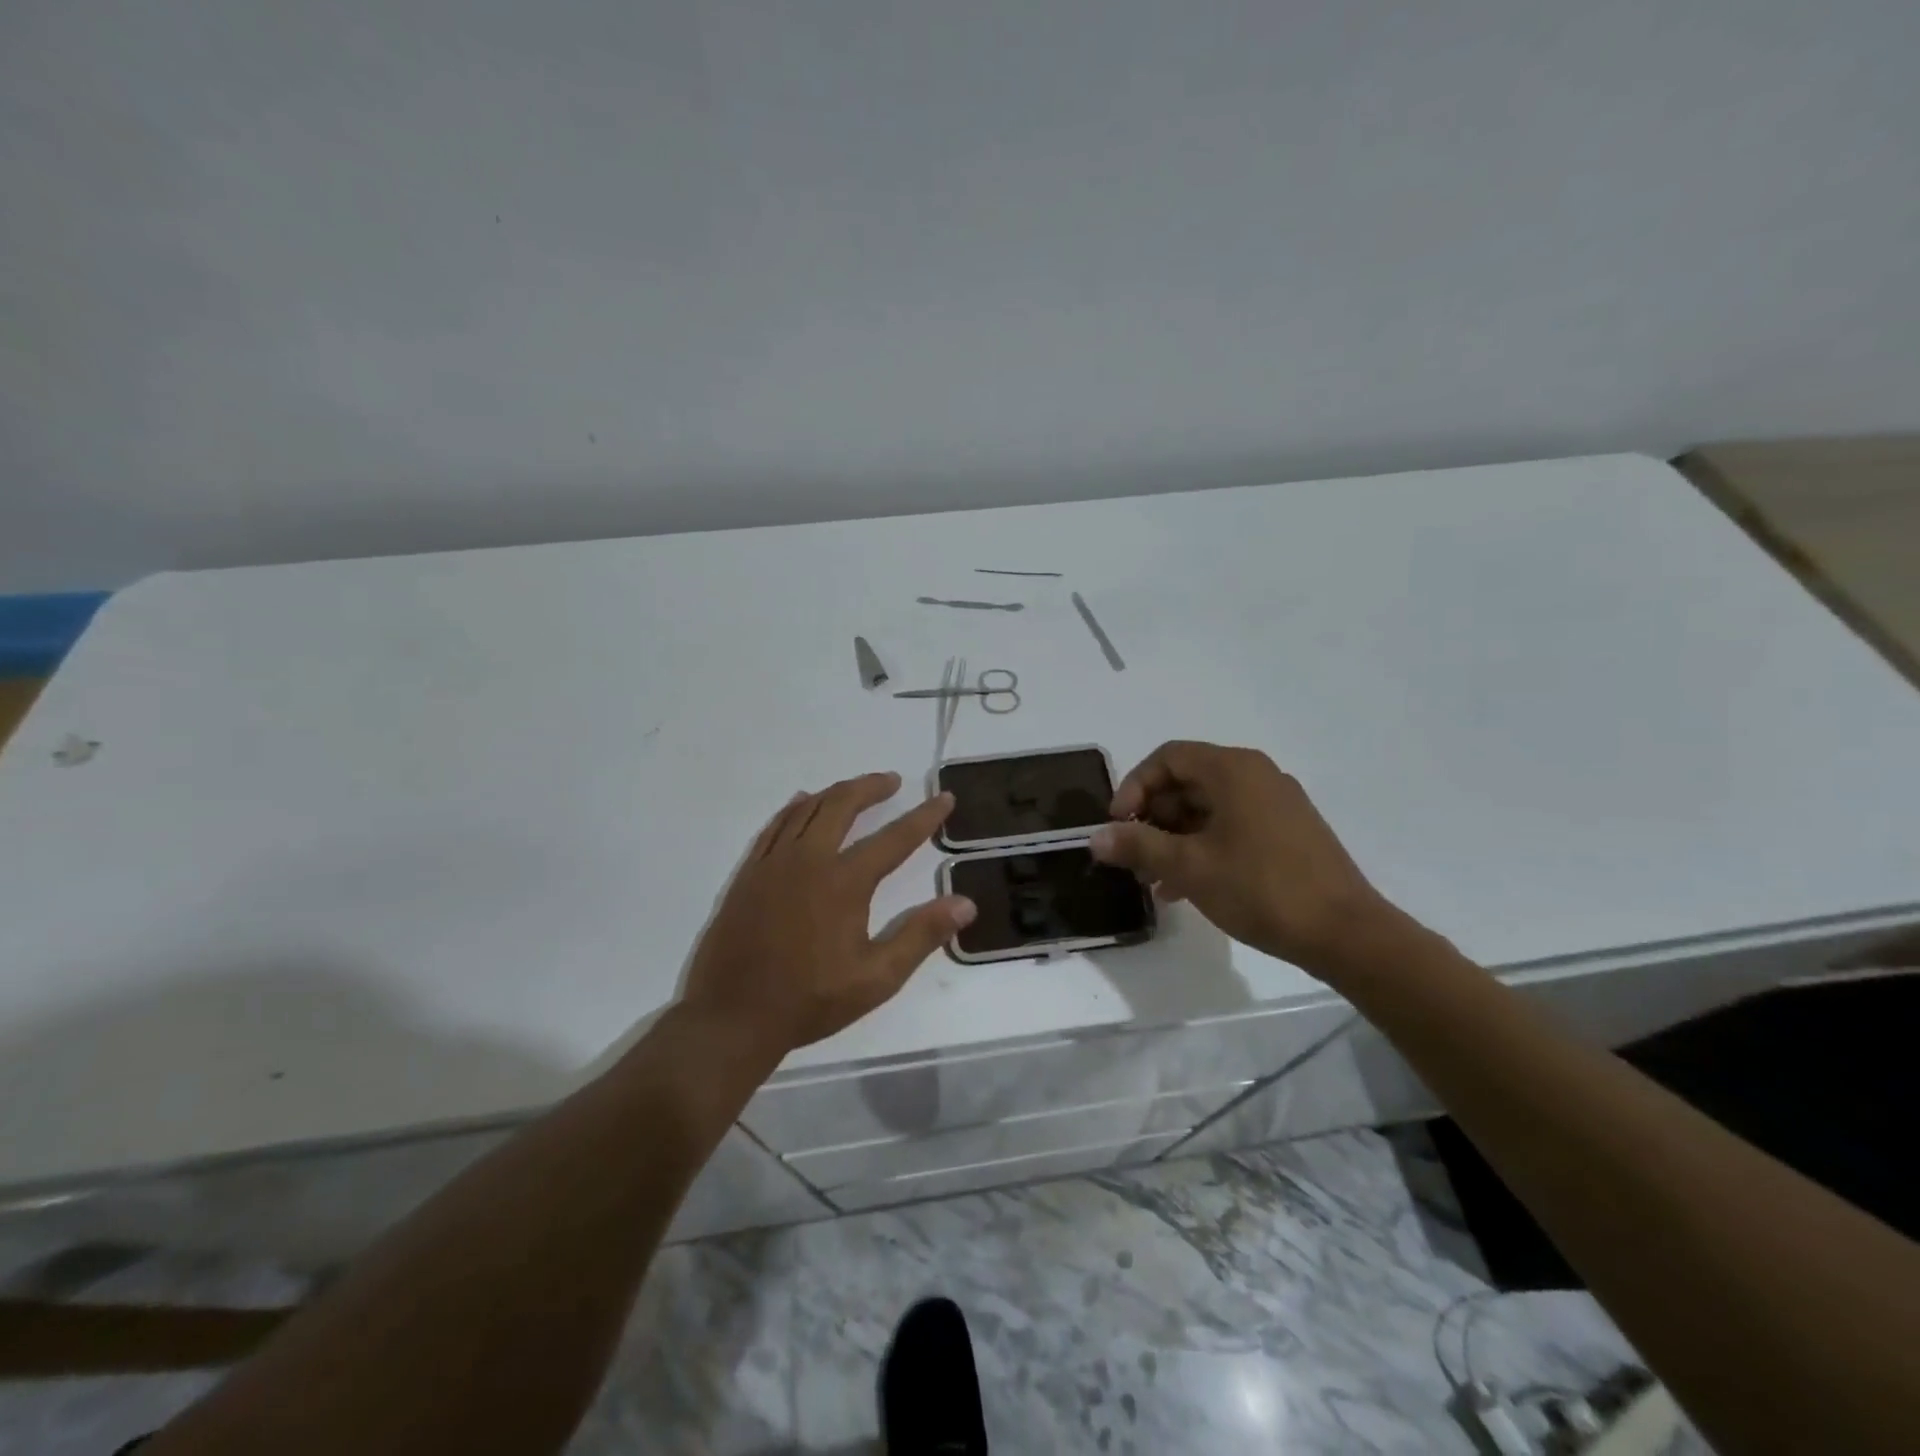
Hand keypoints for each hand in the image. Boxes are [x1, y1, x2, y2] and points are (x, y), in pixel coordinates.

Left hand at [679, 772, 975, 1057]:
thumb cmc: (811, 1000)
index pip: (894, 838)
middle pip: (842, 805)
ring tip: (856, 790)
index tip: (943, 797)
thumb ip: (921, 935)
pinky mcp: (749, 873)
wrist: (733, 1016)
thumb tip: (965, 903)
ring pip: (807, 808)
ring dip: (835, 792)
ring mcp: (773, 862)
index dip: (923, 817)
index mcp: (844, 882)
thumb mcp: (877, 978)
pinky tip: (802, 803)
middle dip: (871, 787)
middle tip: (893, 781)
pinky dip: (795, 808)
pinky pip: (775, 825)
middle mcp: (809, 859)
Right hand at [1090, 741, 1400, 977]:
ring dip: (1173, 839)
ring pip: (1207, 809)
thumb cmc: (1261, 888)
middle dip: (1151, 819)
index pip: (1167, 758)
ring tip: (1152, 880)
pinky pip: (1230, 828)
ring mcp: (1275, 804)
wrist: (1345, 933)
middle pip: (1186, 782)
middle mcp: (1255, 776)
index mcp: (1233, 769)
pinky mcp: (1286, 833)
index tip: (1118, 826)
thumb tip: (1095, 837)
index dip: (1134, 787)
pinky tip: (1183, 889)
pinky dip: (1202, 849)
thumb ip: (1138, 845)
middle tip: (1132, 857)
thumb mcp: (1189, 866)